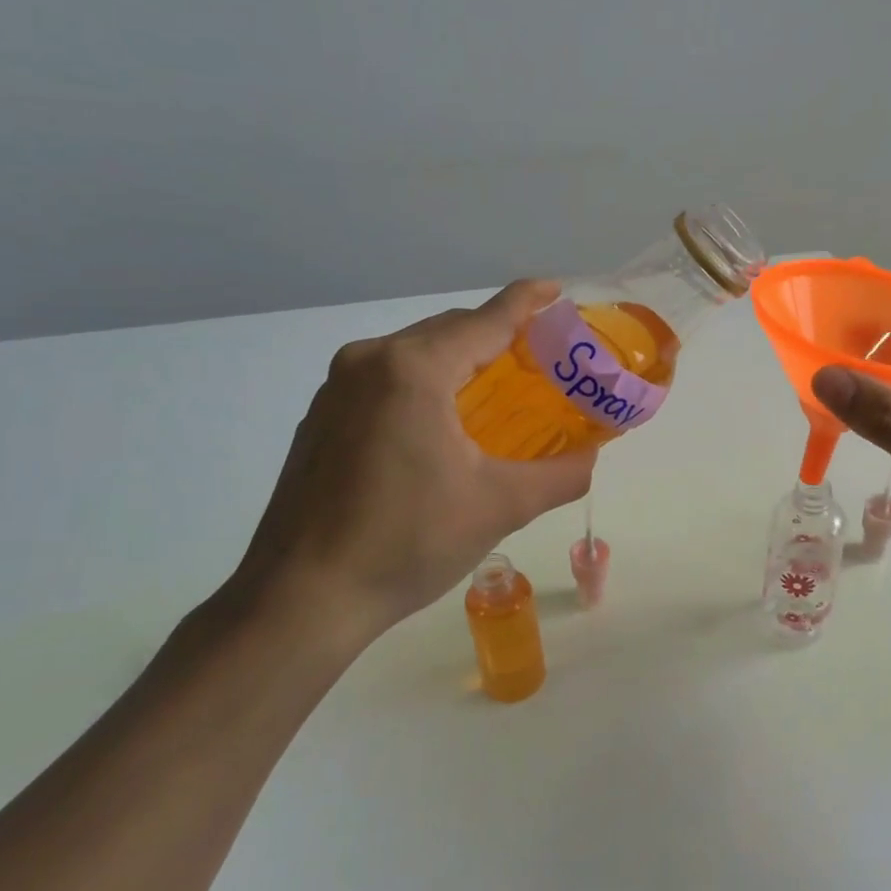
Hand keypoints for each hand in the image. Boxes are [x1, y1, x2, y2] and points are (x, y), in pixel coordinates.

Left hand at [229, 281, 595, 653]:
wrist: (300, 599)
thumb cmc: (406, 542)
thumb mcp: (499, 506)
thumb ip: (560, 475)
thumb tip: (590, 458)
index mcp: (414, 369)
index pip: (487, 318)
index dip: (528, 301)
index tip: (558, 290)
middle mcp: (370, 360)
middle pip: (450, 329)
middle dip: (499, 335)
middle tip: (542, 357)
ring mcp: (338, 387)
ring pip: (417, 353)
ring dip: (462, 360)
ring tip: (500, 389)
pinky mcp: (323, 415)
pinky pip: (388, 378)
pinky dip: (428, 382)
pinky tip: (445, 422)